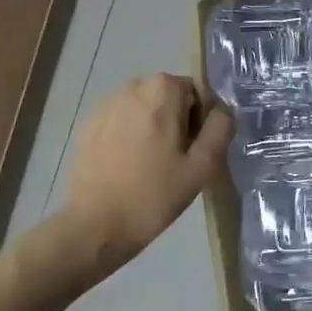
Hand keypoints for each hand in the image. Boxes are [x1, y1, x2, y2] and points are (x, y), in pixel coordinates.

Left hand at [51, 74, 232, 284]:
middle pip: (170, 98)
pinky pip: (122, 121)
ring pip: (145, 109)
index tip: (194, 153)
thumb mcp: (202, 166)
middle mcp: (133, 85)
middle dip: (178, 122)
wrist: (94, 225)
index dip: (202, 122)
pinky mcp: (89, 123)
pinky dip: (130, 136)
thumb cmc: (153, 195)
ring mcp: (106, 103)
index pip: (198, 94)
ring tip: (151, 166)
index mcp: (163, 89)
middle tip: (176, 162)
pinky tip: (128, 167)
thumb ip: (220, 129)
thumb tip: (222, 111)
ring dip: (154, 128)